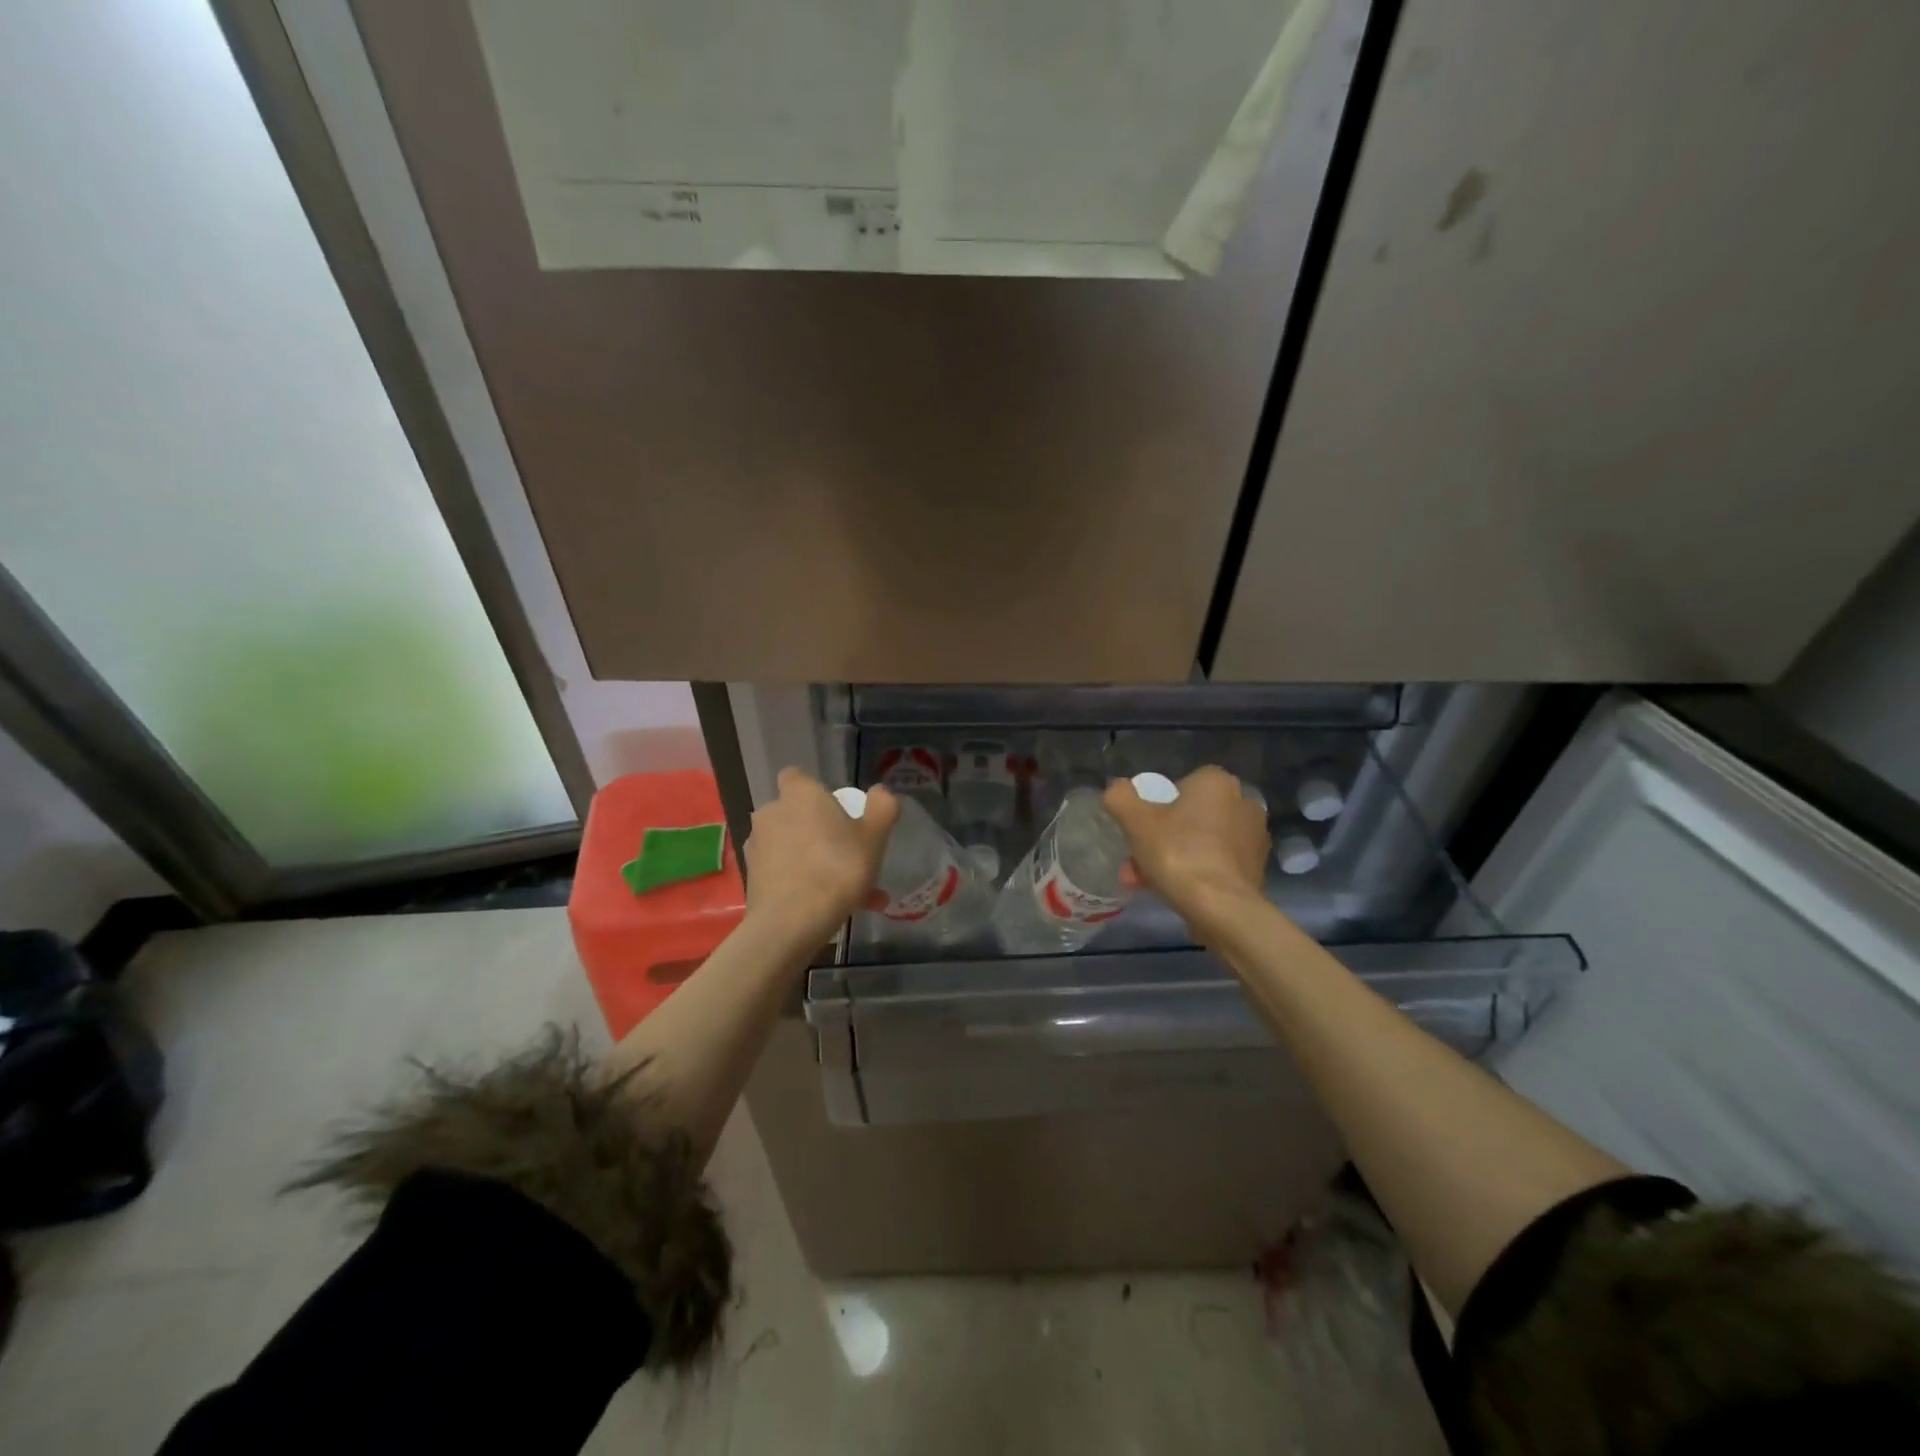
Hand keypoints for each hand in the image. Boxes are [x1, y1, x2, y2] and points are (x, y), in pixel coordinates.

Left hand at [743, 768, 899, 942]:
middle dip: (821, 832)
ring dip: (818, 863)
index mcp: (799, 795)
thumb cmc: (837, 868)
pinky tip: (835, 909)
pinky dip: (806, 885)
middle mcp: (771, 813)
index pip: (796, 776)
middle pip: (797, 814)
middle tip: (851, 856)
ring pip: (795, 848)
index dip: (815, 791)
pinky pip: (786, 873)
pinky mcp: (752, 878)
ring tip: (853, 893)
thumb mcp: (874, 836)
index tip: (836, 810)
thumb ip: (882, 807)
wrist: (791, 923)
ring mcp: (757, 846)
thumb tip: (881, 793)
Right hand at [1105, 766, 1269, 929]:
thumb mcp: (1136, 821)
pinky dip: (1195, 873)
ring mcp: (1254, 838)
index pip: (1181, 784)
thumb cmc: (1178, 853)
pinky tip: (1172, 893)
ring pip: (1200, 842)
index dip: (1156, 805)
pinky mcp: (1256, 869)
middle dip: (1160, 838)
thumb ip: (1120, 797)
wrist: (1222, 909)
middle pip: (1189, 817)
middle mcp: (1243, 803)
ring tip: (1143, 883)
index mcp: (1218, 783)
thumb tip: (1117, 789)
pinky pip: (1216, 864)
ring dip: (1172, 858)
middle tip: (1135, 861)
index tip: (1140, 828)